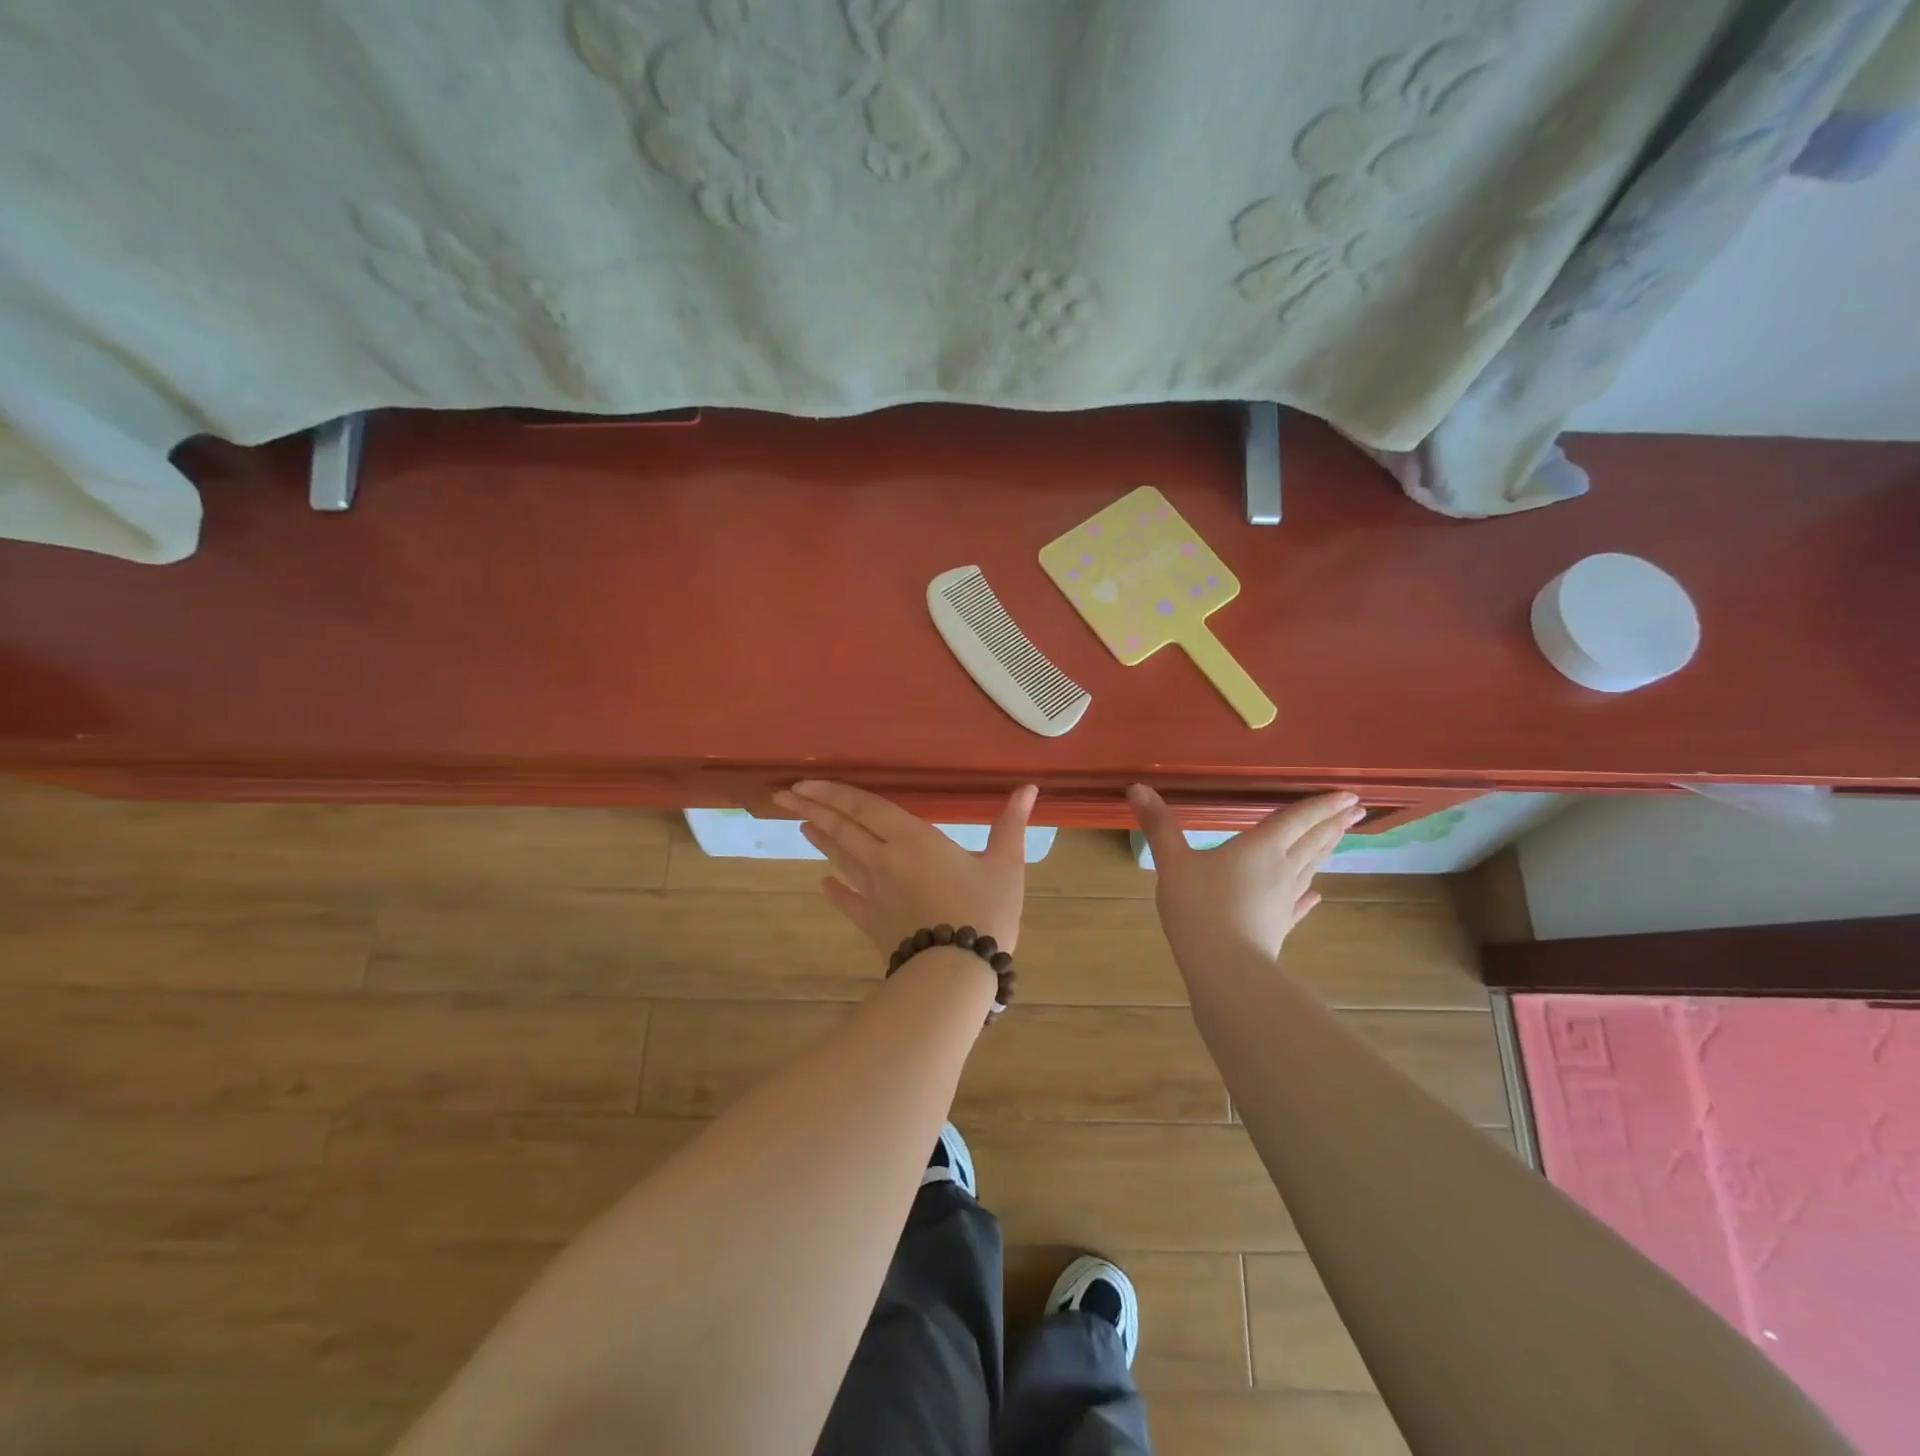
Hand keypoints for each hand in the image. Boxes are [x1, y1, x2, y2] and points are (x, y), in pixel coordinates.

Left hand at [772, 780, 1038, 955]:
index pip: (864, 807)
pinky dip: (835, 891)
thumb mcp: (1006, 865)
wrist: (956, 973)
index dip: (834, 792)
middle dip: (810, 808)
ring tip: (799, 824)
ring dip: (819, 840)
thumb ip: (1011, 825)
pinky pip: (848, 902)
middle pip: (841, 829)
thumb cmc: (983, 912)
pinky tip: (824, 884)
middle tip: (782, 795)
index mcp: (912, 839)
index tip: (805, 782)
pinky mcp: (872, 922)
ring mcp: (873, 893)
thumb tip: (1028, 788)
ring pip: (840, 859)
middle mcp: (884, 860)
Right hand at [1128, 785, 1363, 961]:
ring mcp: (1283, 900)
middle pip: (1311, 841)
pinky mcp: (1279, 926)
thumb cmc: (1199, 907)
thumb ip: (1159, 826)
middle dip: (1333, 824)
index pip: (1296, 819)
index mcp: (1260, 848)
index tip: (1349, 794)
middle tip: (1355, 810)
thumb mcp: (1173, 862)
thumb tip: (1138, 787)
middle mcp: (1280, 869)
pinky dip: (1309, 895)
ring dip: (1326, 850)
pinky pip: (1299, 905)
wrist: (1224, 967)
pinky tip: (1316, 893)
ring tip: (1340, 838)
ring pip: (1309, 868)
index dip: (1321, 805)